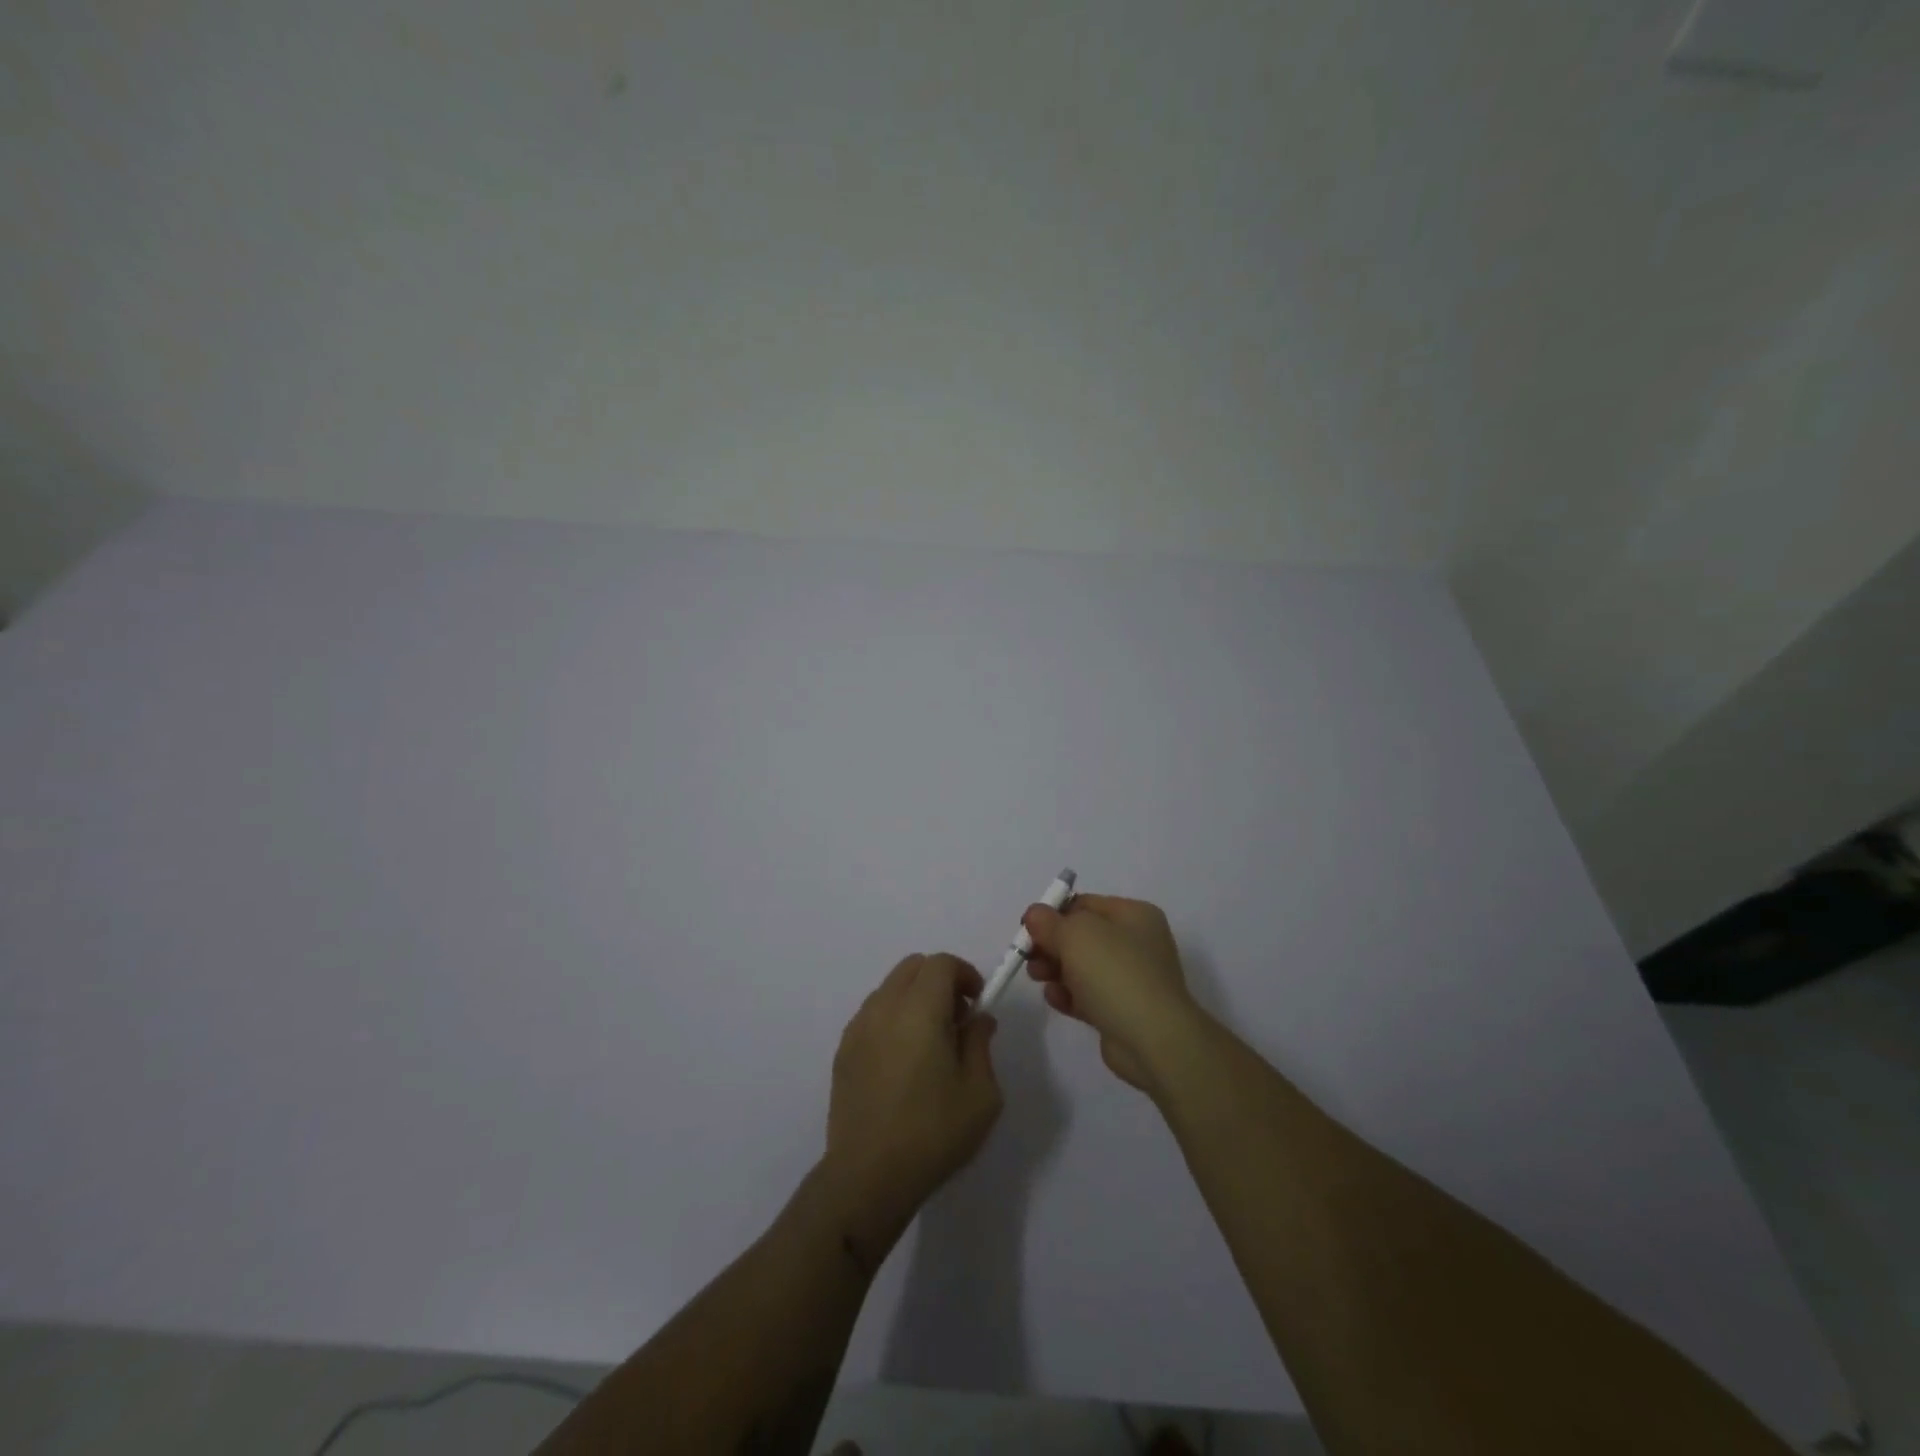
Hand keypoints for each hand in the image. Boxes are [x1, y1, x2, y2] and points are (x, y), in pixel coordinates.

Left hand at [823, 953, 1002, 1259]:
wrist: (868, 1177)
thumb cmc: (933, 1133)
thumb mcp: (980, 1093)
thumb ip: (981, 1043)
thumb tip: (978, 1019)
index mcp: (919, 1010)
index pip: (941, 963)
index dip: (964, 973)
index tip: (977, 1001)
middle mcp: (884, 1008)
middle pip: (912, 967)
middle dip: (940, 980)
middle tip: (957, 1018)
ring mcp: (858, 1028)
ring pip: (890, 988)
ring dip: (915, 998)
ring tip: (930, 1042)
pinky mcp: (843, 1051)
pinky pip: (873, 1014)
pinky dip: (893, 1018)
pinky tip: (903, 1061)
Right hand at [1022, 894, 1201, 1095]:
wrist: (1153, 1039)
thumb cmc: (1115, 973)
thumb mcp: (1076, 935)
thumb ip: (1050, 922)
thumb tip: (1034, 915)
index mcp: (1134, 915)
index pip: (1085, 904)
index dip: (1053, 913)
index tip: (1028, 928)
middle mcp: (1136, 943)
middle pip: (1081, 936)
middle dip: (1051, 945)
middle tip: (1029, 956)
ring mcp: (1131, 978)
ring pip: (1082, 967)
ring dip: (1055, 970)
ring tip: (1037, 978)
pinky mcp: (1122, 1010)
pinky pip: (1088, 996)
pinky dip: (1068, 995)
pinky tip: (1055, 1000)